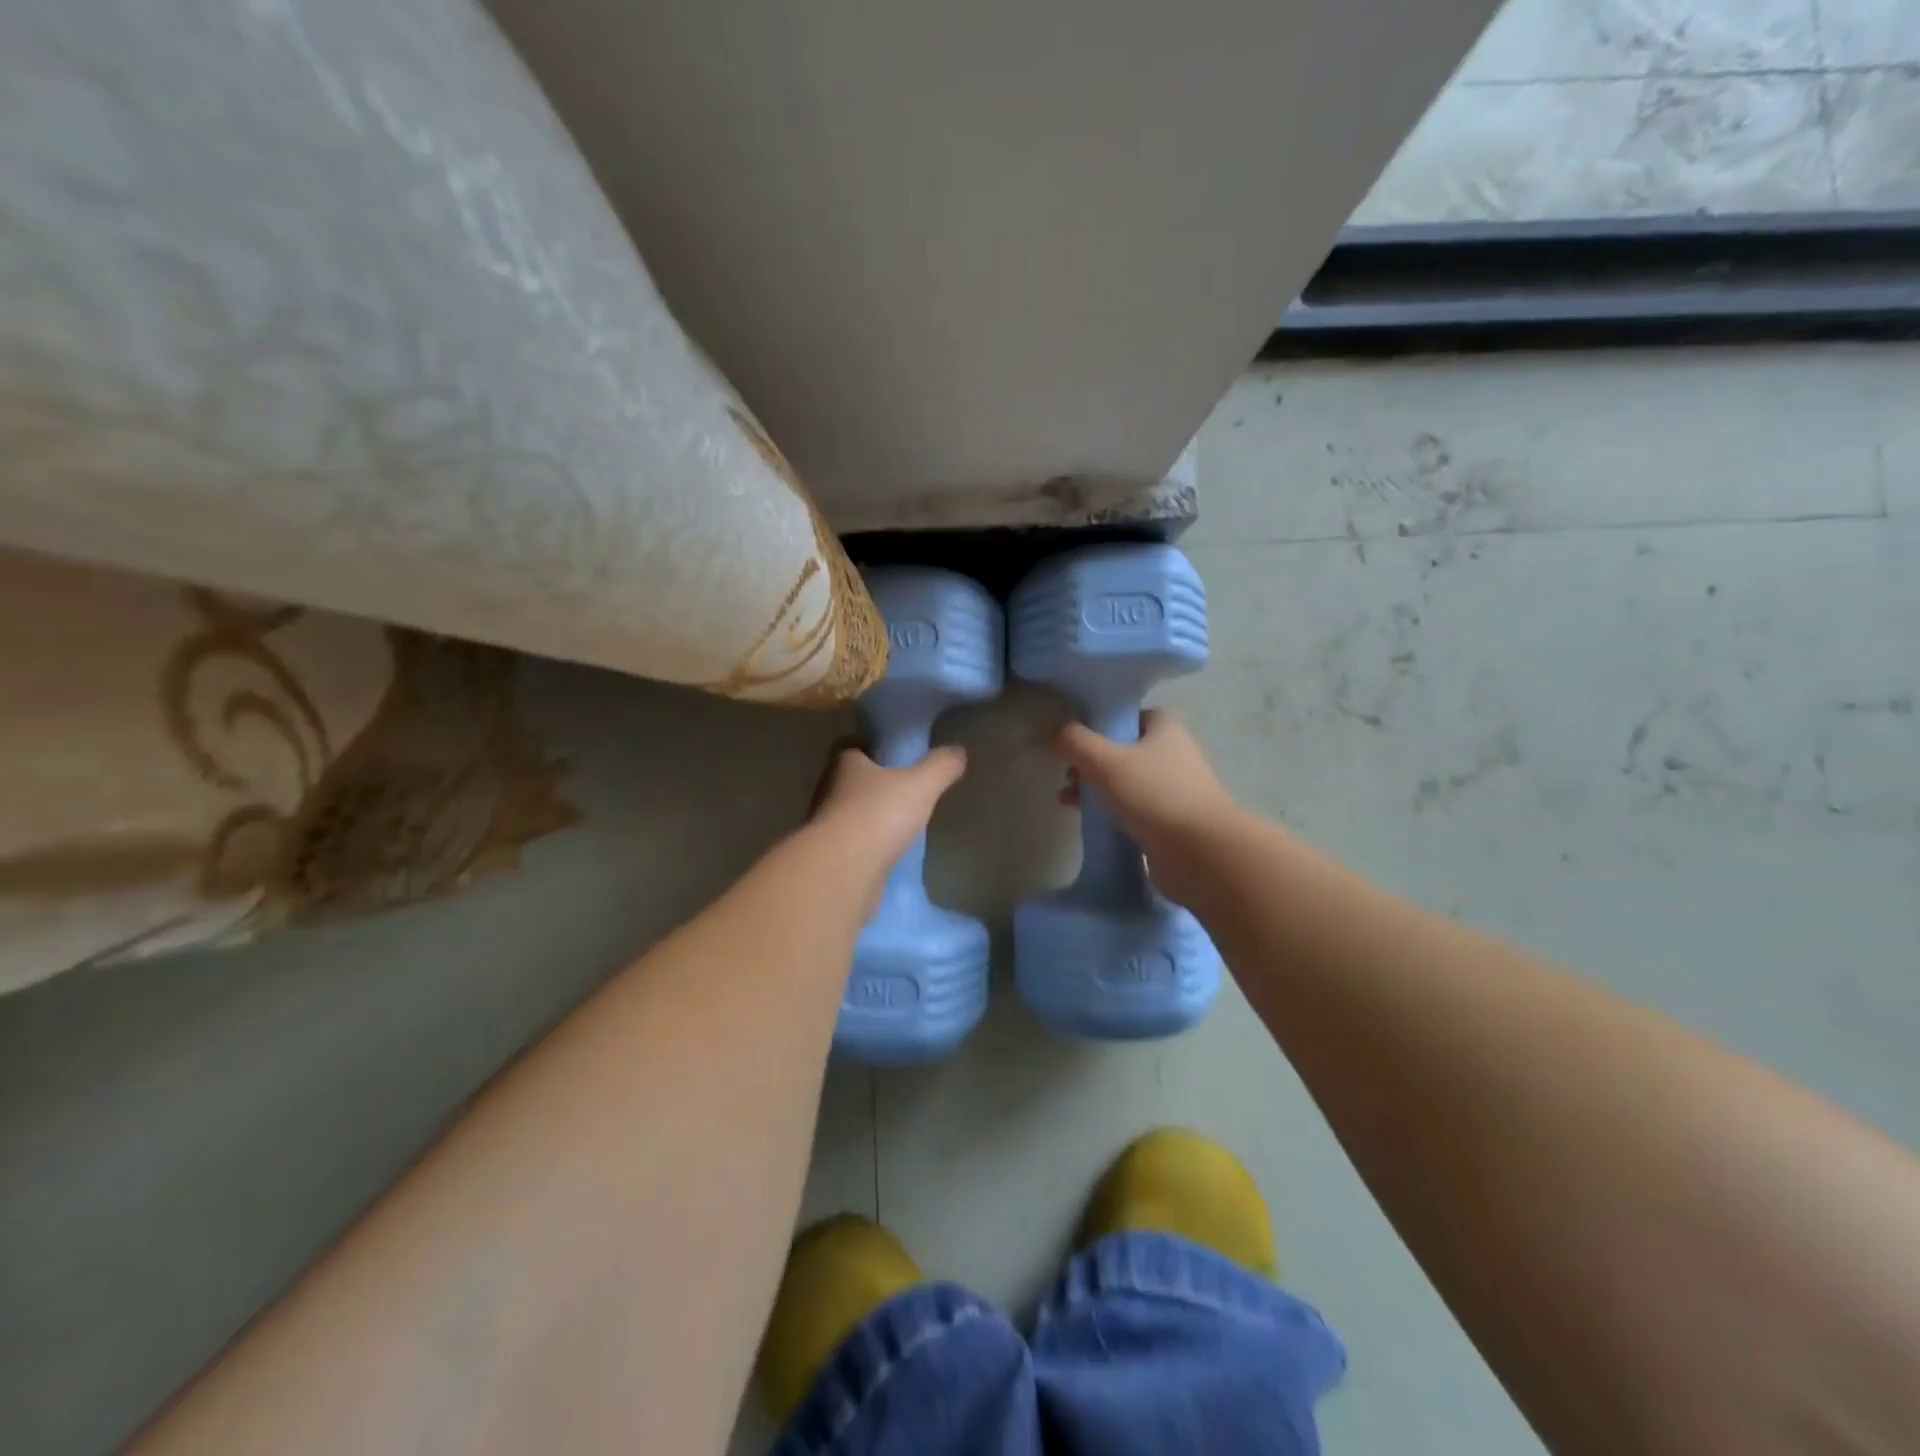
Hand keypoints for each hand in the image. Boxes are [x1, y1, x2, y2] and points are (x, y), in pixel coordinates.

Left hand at [807, 742, 965, 914]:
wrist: (842, 872)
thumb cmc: (878, 815)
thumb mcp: (921, 785)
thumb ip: (941, 765)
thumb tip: (957, 751)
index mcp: (844, 764)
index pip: (853, 745)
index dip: (873, 747)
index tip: (895, 755)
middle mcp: (828, 790)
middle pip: (851, 779)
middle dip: (875, 783)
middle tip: (905, 789)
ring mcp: (826, 825)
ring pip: (851, 812)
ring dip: (871, 816)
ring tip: (902, 822)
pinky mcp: (830, 856)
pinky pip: (853, 843)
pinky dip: (869, 844)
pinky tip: (890, 851)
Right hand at [1054, 709, 1239, 905]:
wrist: (1201, 853)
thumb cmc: (1154, 795)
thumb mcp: (1105, 761)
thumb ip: (1074, 742)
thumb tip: (1054, 732)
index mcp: (1165, 727)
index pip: (1126, 716)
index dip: (1097, 726)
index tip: (1072, 741)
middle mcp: (1173, 753)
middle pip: (1121, 750)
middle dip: (1090, 762)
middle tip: (1067, 775)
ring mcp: (1174, 789)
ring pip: (1125, 781)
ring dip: (1095, 788)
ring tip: (1067, 801)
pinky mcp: (1170, 821)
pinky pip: (1133, 809)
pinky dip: (1110, 812)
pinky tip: (1089, 822)